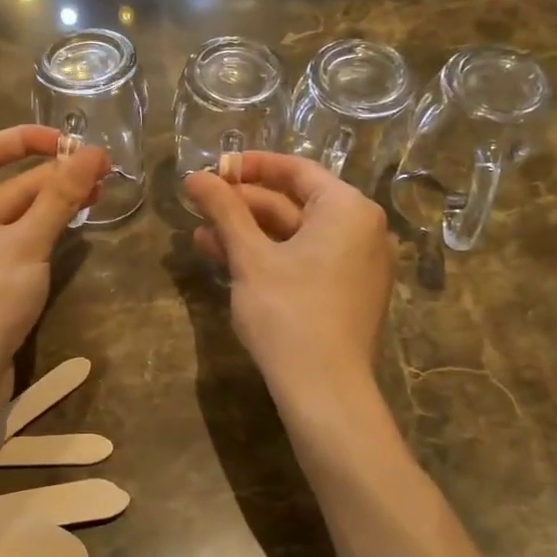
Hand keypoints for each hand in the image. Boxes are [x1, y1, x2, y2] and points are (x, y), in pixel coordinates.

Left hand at [0, 126, 107, 375]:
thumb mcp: (28, 243)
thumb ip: (60, 196)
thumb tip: (95, 153)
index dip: (29, 140)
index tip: (72, 144)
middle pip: (3, 184)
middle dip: (51, 177)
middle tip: (100, 174)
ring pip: (9, 216)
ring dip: (49, 206)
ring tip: (96, 197)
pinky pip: (7, 242)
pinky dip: (37, 232)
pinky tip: (70, 229)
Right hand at [184, 153, 393, 396]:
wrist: (324, 391)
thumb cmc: (288, 313)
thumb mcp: (250, 257)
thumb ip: (224, 211)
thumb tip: (194, 176)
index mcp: (348, 210)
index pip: (297, 171)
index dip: (252, 166)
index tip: (215, 167)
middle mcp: (362, 230)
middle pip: (294, 204)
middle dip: (243, 205)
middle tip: (199, 203)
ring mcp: (356, 265)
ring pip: (294, 236)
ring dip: (248, 233)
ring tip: (201, 235)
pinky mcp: (346, 293)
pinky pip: (304, 261)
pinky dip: (268, 257)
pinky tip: (227, 260)